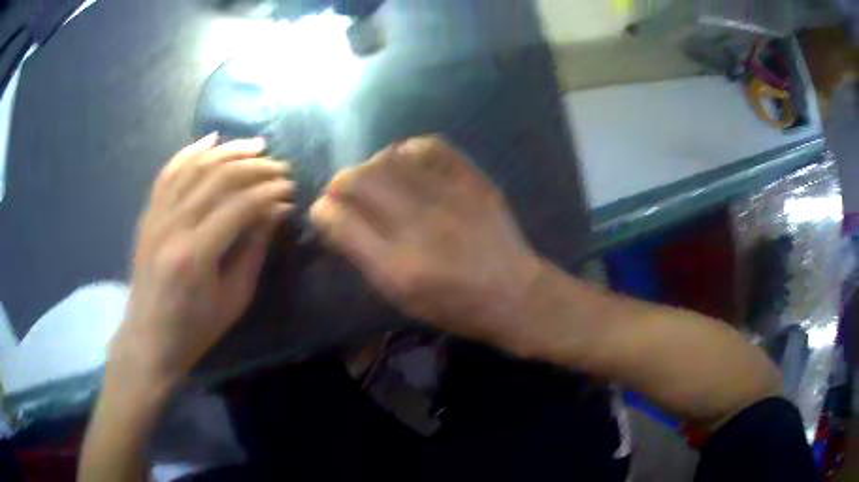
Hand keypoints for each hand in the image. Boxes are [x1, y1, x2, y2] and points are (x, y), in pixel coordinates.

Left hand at [110, 134, 293, 385]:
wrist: (149, 336)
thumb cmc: (196, 328)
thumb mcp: (234, 299)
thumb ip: (253, 250)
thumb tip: (274, 212)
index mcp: (196, 255)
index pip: (239, 205)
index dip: (269, 192)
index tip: (290, 191)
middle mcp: (173, 226)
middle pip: (218, 178)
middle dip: (255, 167)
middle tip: (280, 168)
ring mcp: (156, 216)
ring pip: (194, 166)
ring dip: (228, 151)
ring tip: (255, 146)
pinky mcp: (149, 214)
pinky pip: (169, 172)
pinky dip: (190, 152)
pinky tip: (211, 139)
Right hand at [310, 136, 540, 345]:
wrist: (513, 294)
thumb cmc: (452, 306)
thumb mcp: (400, 297)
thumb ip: (363, 256)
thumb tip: (335, 218)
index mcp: (396, 267)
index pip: (337, 220)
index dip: (322, 211)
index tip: (325, 212)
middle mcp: (418, 227)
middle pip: (358, 180)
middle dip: (341, 183)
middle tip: (347, 192)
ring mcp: (448, 199)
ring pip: (388, 158)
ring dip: (372, 166)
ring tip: (378, 180)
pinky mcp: (473, 181)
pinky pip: (429, 146)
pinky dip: (408, 151)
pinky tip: (408, 164)